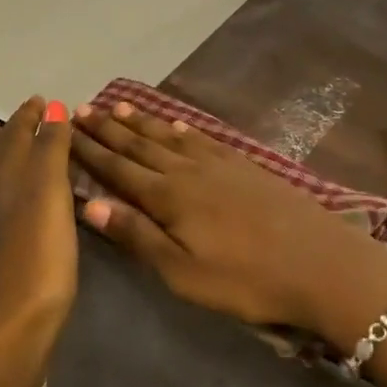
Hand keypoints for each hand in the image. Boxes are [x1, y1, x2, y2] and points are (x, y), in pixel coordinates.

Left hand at [0, 96, 77, 386]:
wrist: (9, 337)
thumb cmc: (35, 262)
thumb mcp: (49, 197)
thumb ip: (50, 152)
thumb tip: (51, 108)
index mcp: (7, 183)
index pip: (16, 137)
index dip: (28, 117)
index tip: (40, 99)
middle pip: (2, 158)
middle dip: (14, 134)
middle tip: (25, 117)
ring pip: (3, 184)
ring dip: (11, 161)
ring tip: (14, 148)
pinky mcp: (6, 260)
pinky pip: (11, 210)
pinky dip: (18, 193)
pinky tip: (22, 208)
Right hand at [71, 100, 386, 353]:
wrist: (321, 263)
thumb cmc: (247, 279)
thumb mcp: (184, 273)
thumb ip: (138, 236)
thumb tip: (90, 205)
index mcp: (168, 197)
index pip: (118, 169)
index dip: (89, 150)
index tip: (65, 130)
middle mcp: (188, 171)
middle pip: (139, 146)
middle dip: (107, 129)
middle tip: (81, 109)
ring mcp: (219, 164)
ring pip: (169, 137)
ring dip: (141, 122)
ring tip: (117, 106)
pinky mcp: (245, 166)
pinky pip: (204, 139)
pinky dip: (183, 130)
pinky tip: (178, 126)